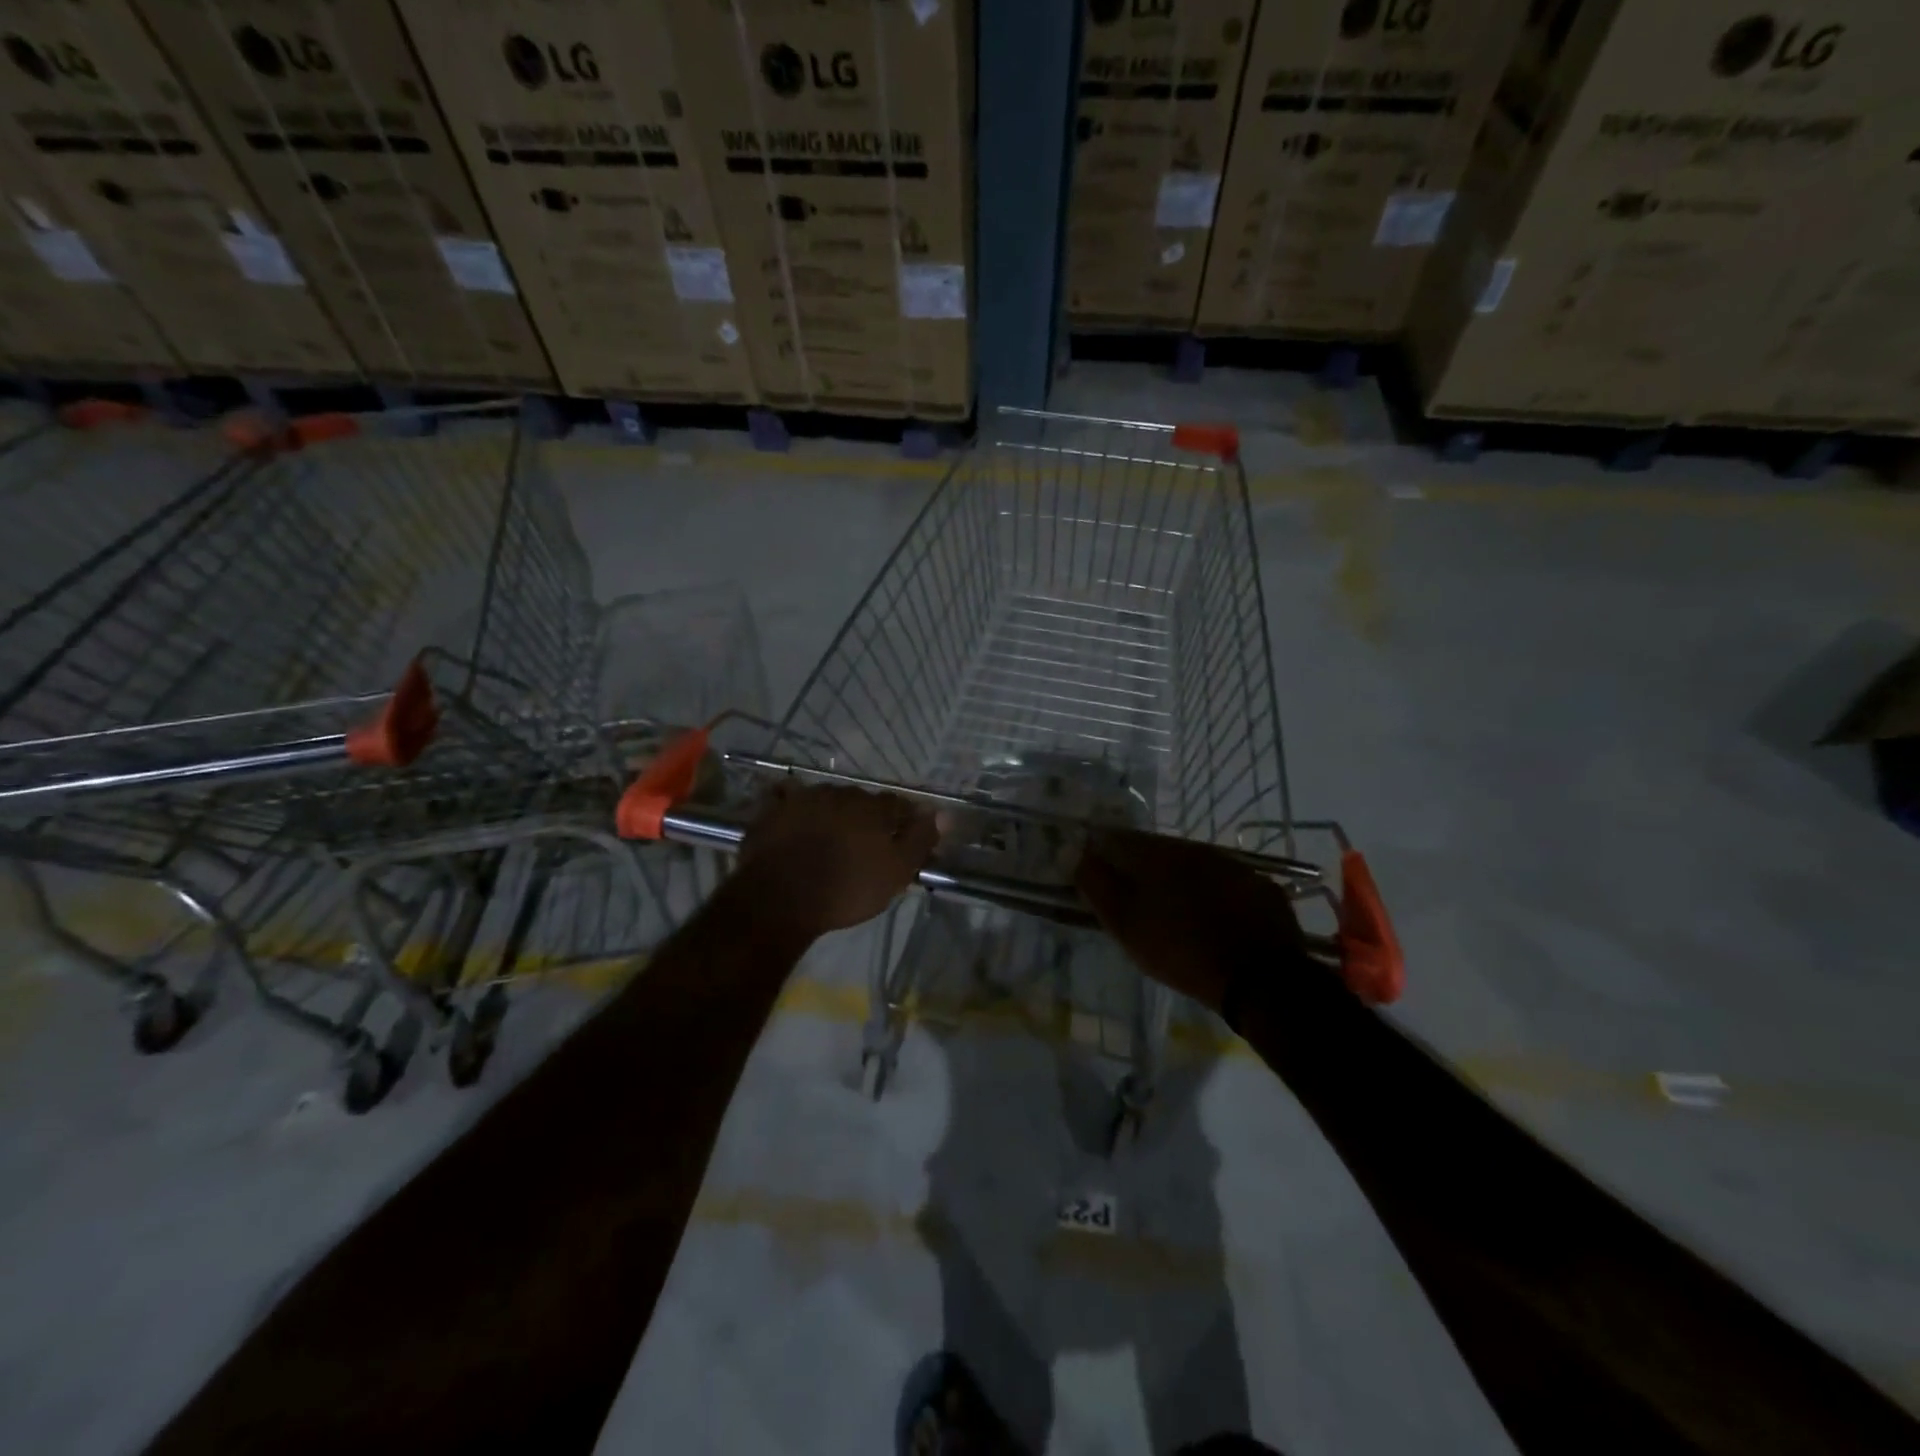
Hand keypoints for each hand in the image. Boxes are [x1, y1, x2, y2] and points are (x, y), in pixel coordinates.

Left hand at [738, 783, 938, 938]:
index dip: (903, 819)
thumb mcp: (895, 872)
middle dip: (866, 815)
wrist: (780, 898)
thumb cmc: (847, 888)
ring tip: (829, 835)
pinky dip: (793, 806)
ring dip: (832, 811)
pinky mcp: (773, 810)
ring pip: (827, 799)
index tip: (902, 837)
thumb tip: (944, 813)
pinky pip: (787, 800)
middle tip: (864, 840)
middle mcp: (840, 793)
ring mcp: (804, 798)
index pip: (897, 805)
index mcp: (873, 807)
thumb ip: (920, 840)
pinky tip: (792, 818)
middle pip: (861, 800)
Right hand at [1076, 829, 1306, 1015]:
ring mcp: (1232, 865)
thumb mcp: (1126, 924)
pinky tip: (1213, 918)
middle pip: (1156, 850)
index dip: (1102, 853)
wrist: (1261, 980)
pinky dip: (1212, 894)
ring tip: (1173, 911)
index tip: (1096, 875)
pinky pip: (1225, 883)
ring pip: (1193, 865)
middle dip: (1140, 867)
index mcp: (1158, 853)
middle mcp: (1194, 848)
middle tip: (1134, 899)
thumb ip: (1096, 885)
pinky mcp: (1260, 887)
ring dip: (1177, 879)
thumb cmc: (1181, 950)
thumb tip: (1074, 852)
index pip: (1118, 839)